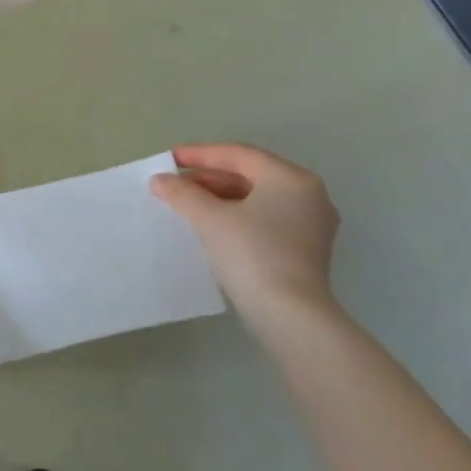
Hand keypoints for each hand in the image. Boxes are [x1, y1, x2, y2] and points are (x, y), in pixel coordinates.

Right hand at [150, 143, 339, 318]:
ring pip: (257, 199)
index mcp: (291, 178)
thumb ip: (182, 193)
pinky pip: (265, 220)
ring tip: (187, 206)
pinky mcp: (306, 250)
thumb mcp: (210, 218)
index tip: (170, 159)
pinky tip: (211, 227)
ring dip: (220, 198)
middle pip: (250, 175)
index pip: (239, 154)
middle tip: (175, 186)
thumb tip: (160, 181)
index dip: (200, 154)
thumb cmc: (252, 254)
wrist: (290, 315)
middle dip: (209, 179)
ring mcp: (311, 224)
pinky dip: (237, 217)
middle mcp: (308, 194)